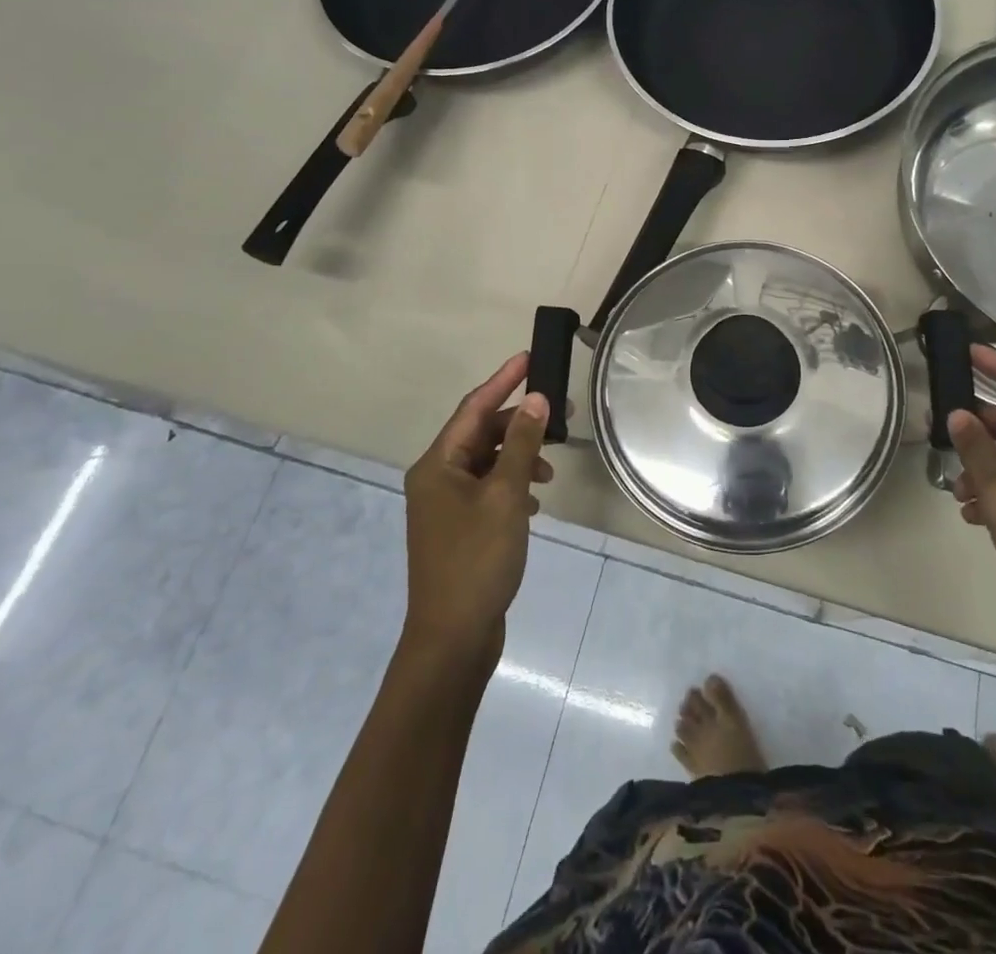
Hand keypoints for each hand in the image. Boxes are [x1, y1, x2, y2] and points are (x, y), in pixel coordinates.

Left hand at [401, 352, 552, 665]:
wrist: (453, 638)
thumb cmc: (477, 559)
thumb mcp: (505, 495)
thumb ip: (521, 445)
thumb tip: (538, 400)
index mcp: (437, 465)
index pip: (474, 408)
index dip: (503, 380)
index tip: (530, 357)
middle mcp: (436, 479)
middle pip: (480, 434)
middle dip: (519, 424)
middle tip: (560, 414)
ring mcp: (445, 507)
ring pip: (486, 463)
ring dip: (518, 458)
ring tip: (550, 471)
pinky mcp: (459, 530)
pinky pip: (488, 490)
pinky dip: (512, 486)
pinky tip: (534, 500)